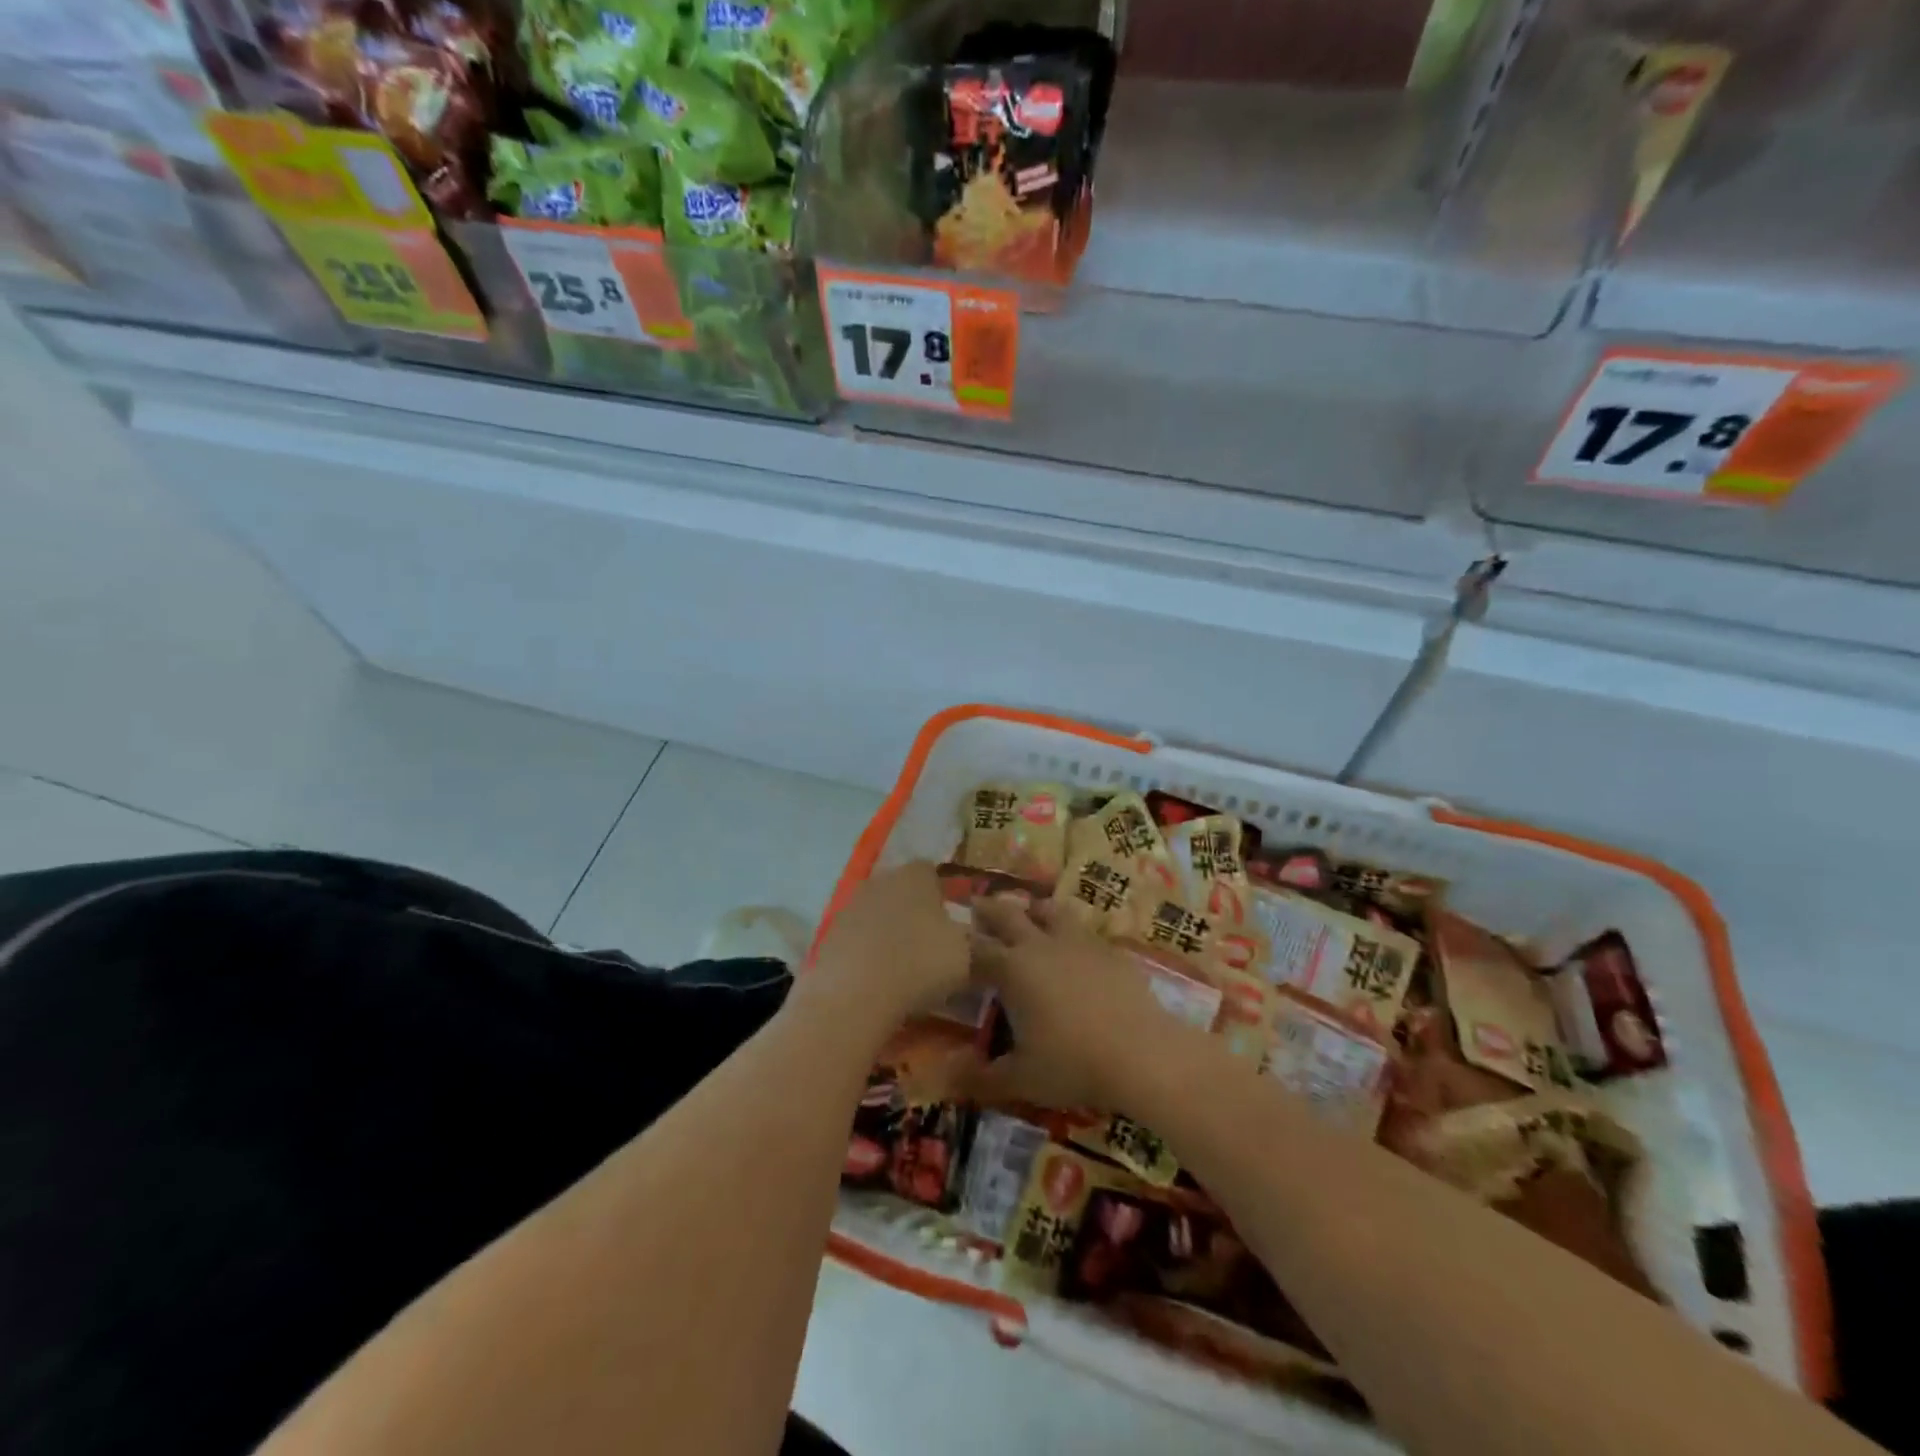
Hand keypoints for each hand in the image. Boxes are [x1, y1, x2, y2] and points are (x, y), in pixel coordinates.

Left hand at [809, 862, 968, 1033]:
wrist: (854, 995)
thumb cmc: (920, 964)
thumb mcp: (967, 955)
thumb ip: (974, 940)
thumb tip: (974, 939)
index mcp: (916, 875)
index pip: (933, 872)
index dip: (944, 895)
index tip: (953, 923)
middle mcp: (881, 879)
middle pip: (903, 891)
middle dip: (915, 912)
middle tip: (930, 945)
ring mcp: (850, 905)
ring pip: (879, 913)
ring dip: (890, 933)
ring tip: (903, 967)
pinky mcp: (829, 934)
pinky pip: (858, 938)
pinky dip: (868, 952)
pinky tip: (877, 979)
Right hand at [966, 897, 1186, 1110]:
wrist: (1143, 1053)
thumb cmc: (1073, 1064)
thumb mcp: (1020, 1079)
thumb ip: (980, 1077)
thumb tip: (943, 1078)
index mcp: (1012, 969)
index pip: (977, 949)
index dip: (961, 946)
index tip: (951, 945)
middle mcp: (1041, 945)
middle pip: (1008, 915)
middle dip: (989, 909)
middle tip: (978, 903)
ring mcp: (1079, 942)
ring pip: (1050, 910)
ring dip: (1034, 908)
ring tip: (1029, 910)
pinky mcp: (1110, 950)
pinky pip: (1084, 931)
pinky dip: (1071, 931)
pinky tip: (1076, 946)